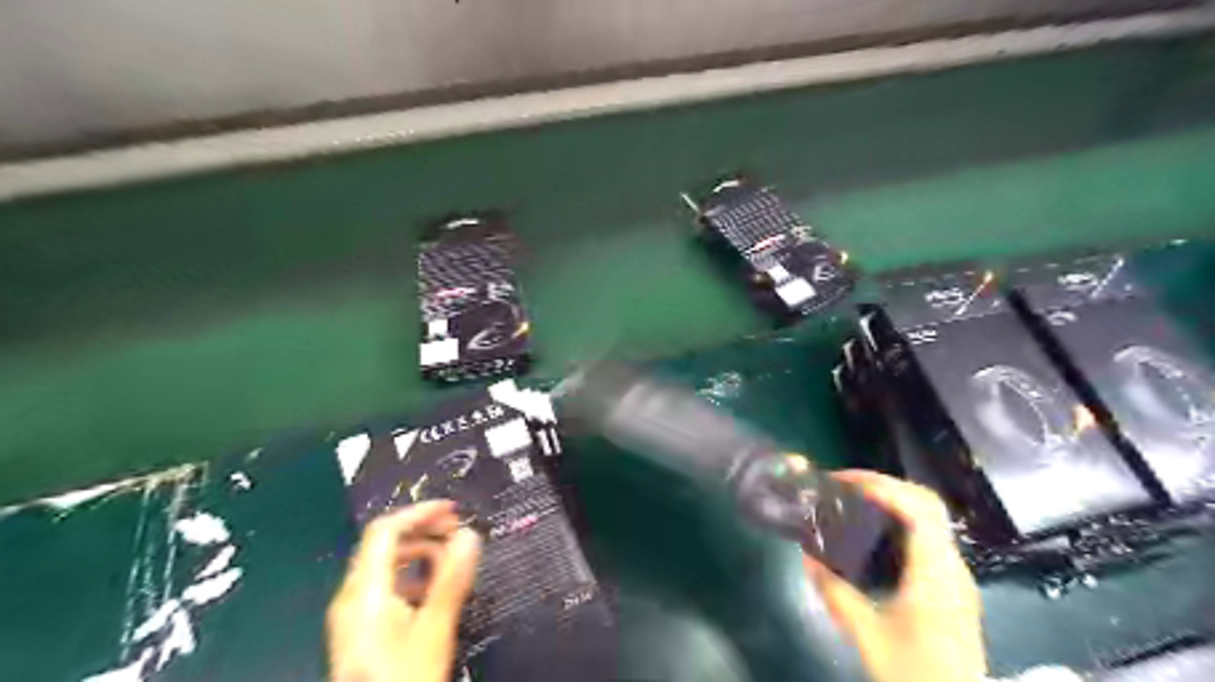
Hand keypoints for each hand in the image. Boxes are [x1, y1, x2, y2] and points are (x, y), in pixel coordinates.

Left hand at [331, 499, 484, 681]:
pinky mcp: (360, 629)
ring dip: (420, 553)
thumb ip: (451, 579)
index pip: (385, 530)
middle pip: (384, 544)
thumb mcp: (434, 629)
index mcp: (364, 591)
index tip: (453, 510)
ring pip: (385, 564)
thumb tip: (471, 535)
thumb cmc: (404, 678)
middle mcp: (352, 596)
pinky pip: (385, 585)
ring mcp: (353, 614)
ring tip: (452, 559)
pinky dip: (411, 575)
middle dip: (423, 530)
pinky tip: (433, 588)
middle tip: (459, 532)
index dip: (420, 512)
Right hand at [805, 472, 984, 681]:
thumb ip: (834, 592)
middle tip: (844, 486)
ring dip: (892, 500)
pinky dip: (899, 520)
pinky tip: (873, 534)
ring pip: (929, 518)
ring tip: (853, 501)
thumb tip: (806, 556)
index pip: (918, 508)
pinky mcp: (952, 586)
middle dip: (884, 485)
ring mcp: (956, 575)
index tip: (843, 482)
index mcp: (936, 572)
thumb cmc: (915, 672)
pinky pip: (927, 536)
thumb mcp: (866, 633)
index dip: (882, 486)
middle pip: (926, 503)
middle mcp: (952, 566)